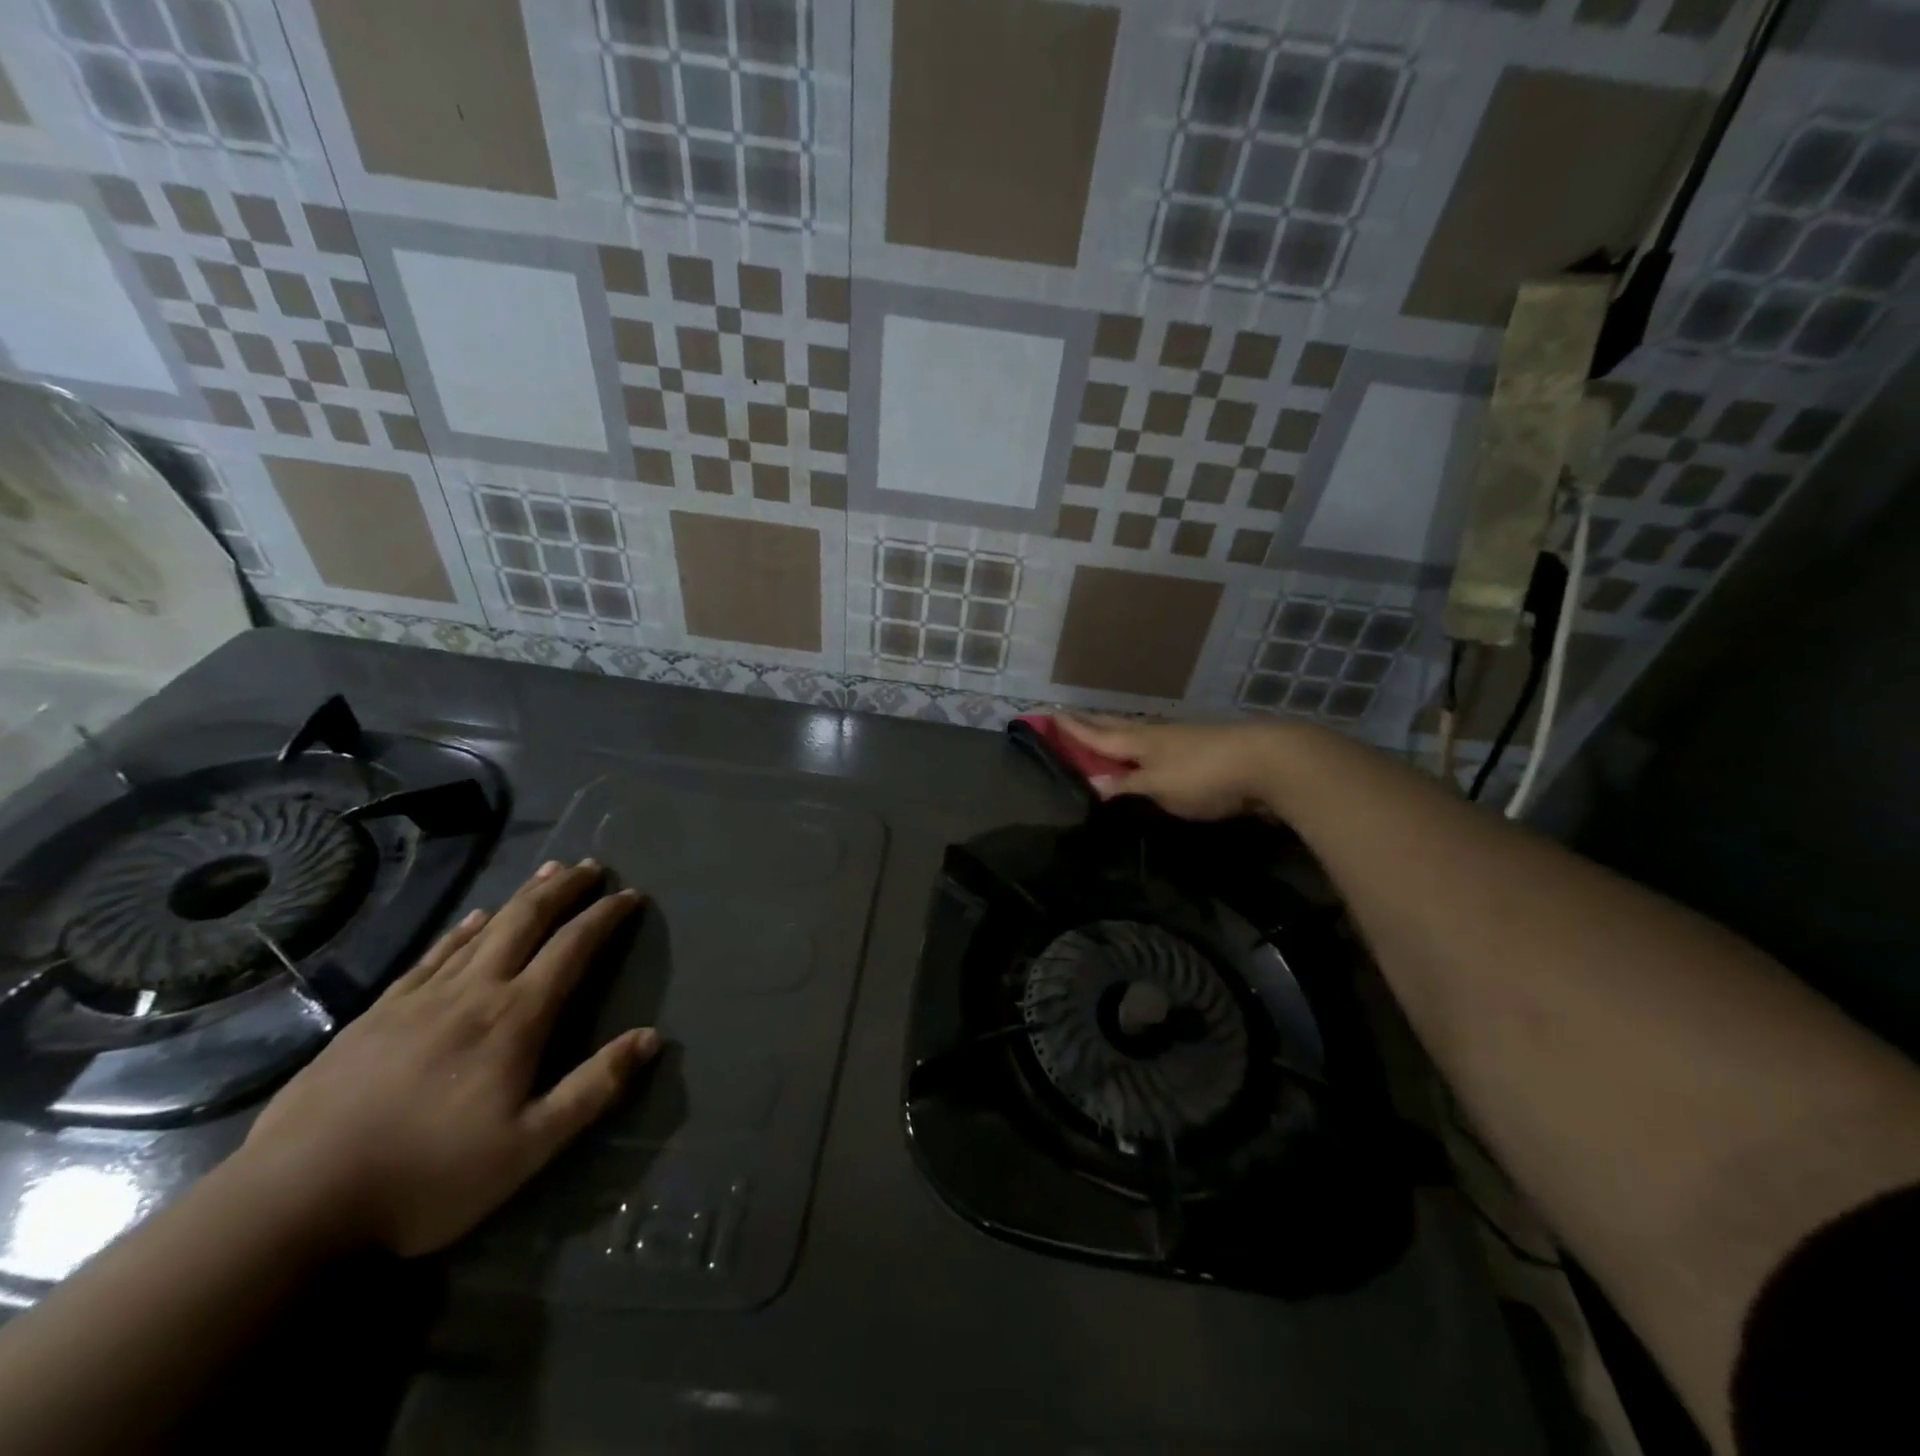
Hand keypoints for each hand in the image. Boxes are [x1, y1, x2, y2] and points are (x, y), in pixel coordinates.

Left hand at [231, 860, 658, 1257]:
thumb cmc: (428, 1177)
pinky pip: (432, 954)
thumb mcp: (530, 1147)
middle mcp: (473, 991)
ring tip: (547, 873)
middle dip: (564, 889)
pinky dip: (462, 929)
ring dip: (521, 897)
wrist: (293, 1202)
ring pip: (482, 929)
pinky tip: (472, 918)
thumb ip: (594, 1088)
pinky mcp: (376, 1014)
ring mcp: (419, 998)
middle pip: (526, 921)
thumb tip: (652, 1038)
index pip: (572, 948)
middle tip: (591, 866)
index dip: (605, 916)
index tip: (630, 894)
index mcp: (515, 1018)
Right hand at [1057, 714, 1295, 820]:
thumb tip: (1092, 782)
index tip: (1048, 715)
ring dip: (1114, 731)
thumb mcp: (1160, 785)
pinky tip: (1146, 749)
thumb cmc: (1205, 774)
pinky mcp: (1200, 747)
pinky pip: (1157, 742)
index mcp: (1140, 742)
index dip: (1073, 729)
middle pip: (1115, 727)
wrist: (1267, 760)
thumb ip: (1128, 784)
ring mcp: (1180, 738)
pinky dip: (1140, 743)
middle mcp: (1155, 735)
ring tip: (1101, 730)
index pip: (1097, 735)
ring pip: (1137, 732)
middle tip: (1068, 716)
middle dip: (1089, 723)